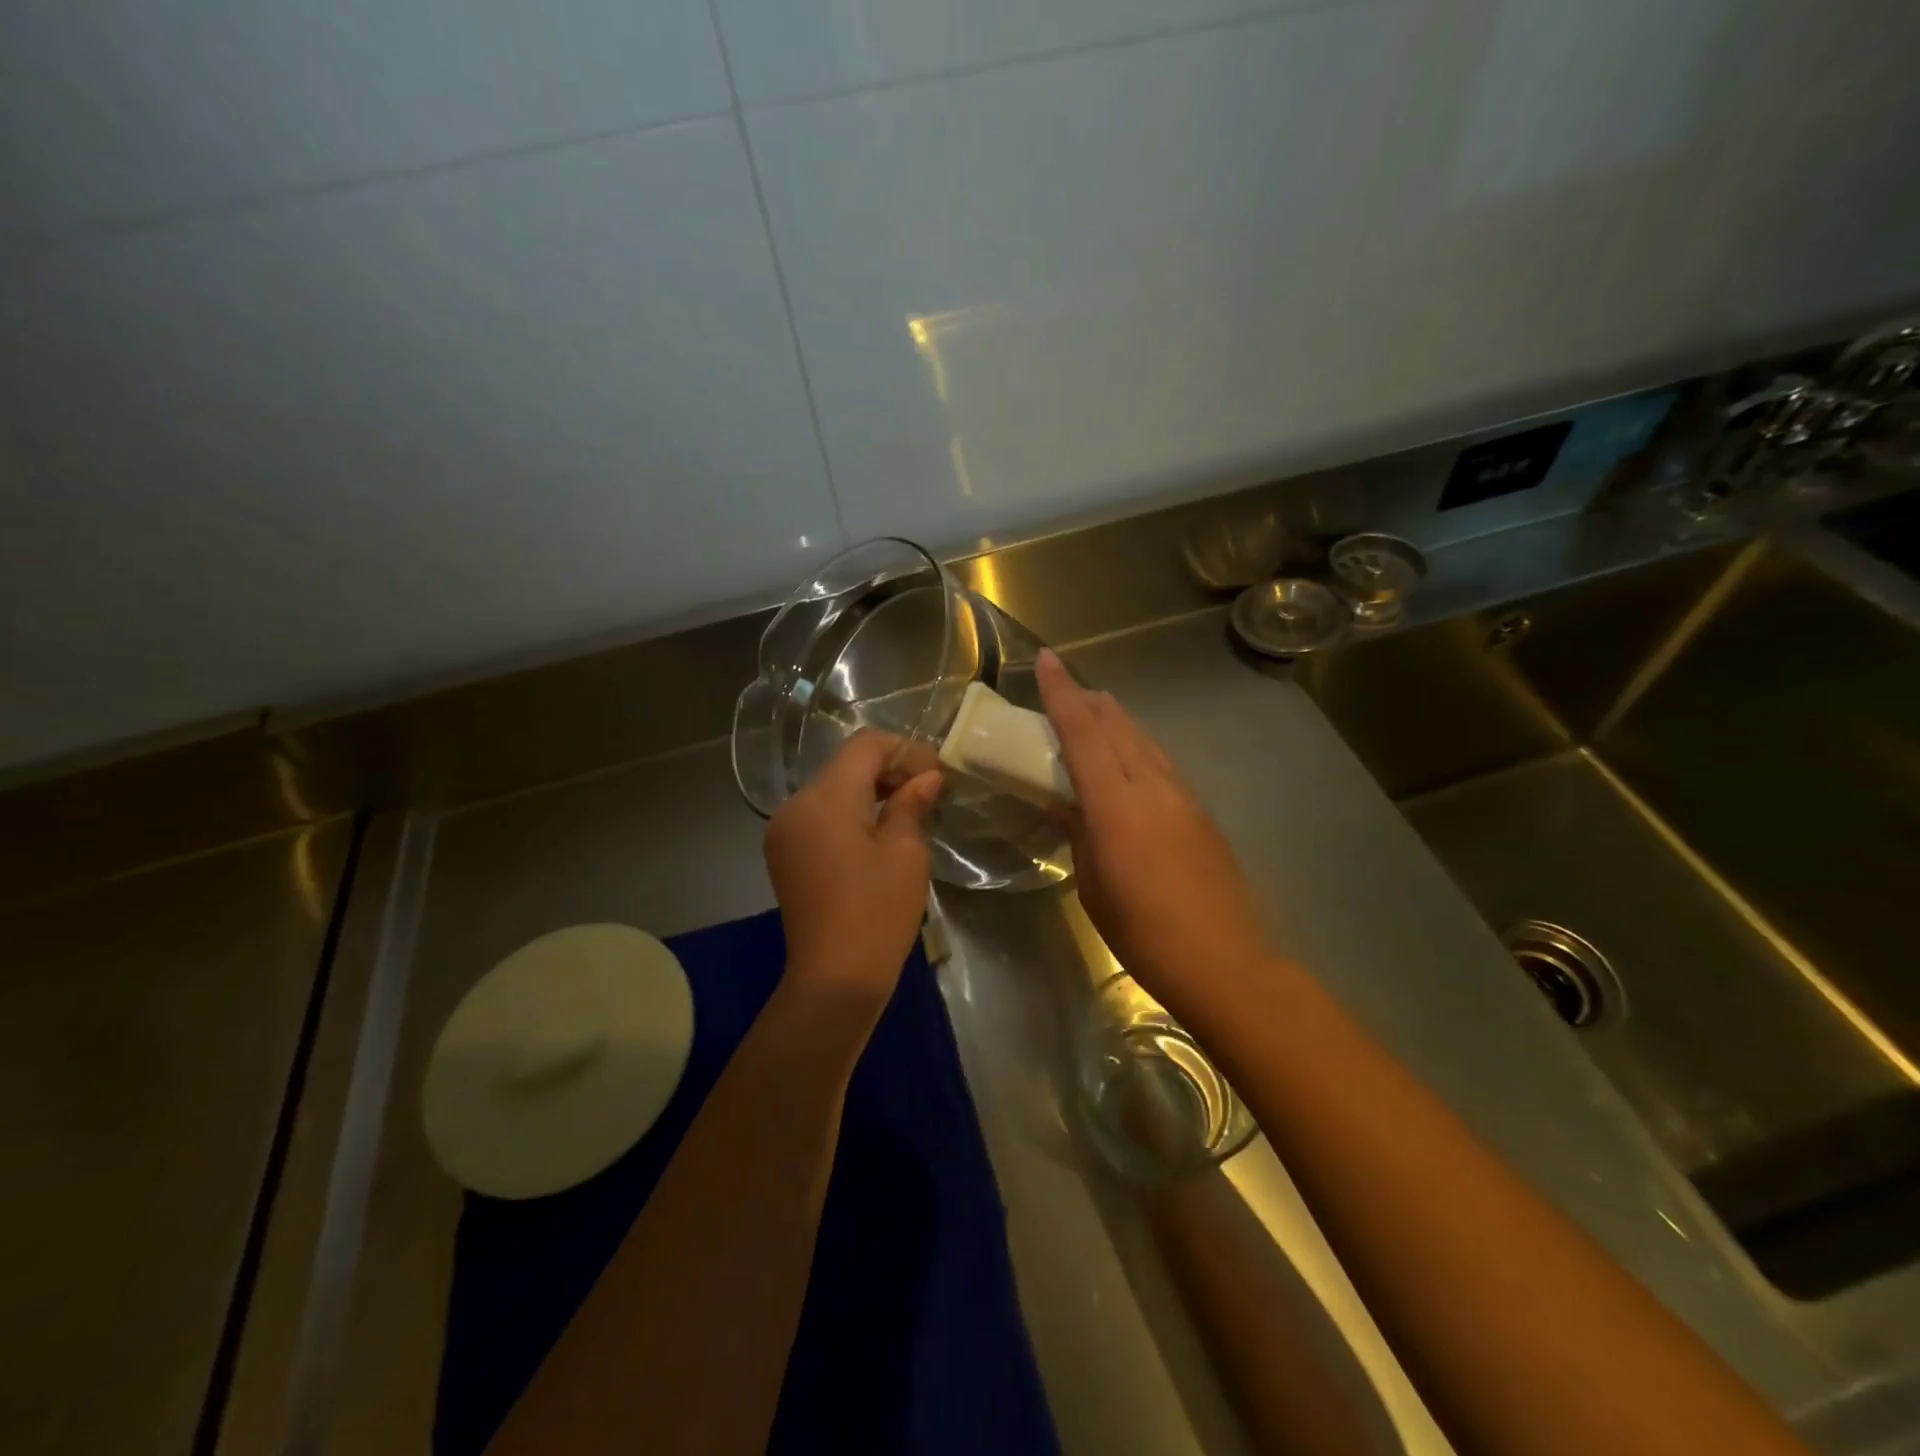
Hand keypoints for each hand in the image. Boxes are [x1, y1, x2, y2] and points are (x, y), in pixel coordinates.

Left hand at [764, 731, 942, 1012]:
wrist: (834, 980)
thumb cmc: (877, 913)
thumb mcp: (905, 853)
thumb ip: (911, 804)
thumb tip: (926, 777)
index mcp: (824, 798)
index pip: (864, 746)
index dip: (904, 751)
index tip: (936, 773)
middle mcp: (795, 805)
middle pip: (845, 765)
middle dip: (888, 770)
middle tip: (928, 791)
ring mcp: (783, 830)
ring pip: (831, 789)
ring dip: (869, 791)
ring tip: (907, 811)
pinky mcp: (783, 853)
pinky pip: (819, 815)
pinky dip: (849, 813)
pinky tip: (877, 833)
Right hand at [1037, 649, 1272, 1008]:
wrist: (1227, 964)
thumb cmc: (1144, 935)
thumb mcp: (1094, 886)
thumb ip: (1079, 834)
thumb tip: (1064, 804)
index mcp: (1117, 807)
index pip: (1083, 733)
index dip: (1061, 693)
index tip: (1045, 659)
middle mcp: (1152, 787)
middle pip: (1116, 725)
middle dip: (1087, 700)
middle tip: (1064, 688)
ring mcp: (1183, 796)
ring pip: (1142, 739)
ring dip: (1114, 720)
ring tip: (1093, 712)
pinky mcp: (1201, 811)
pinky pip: (1160, 761)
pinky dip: (1136, 746)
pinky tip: (1128, 757)